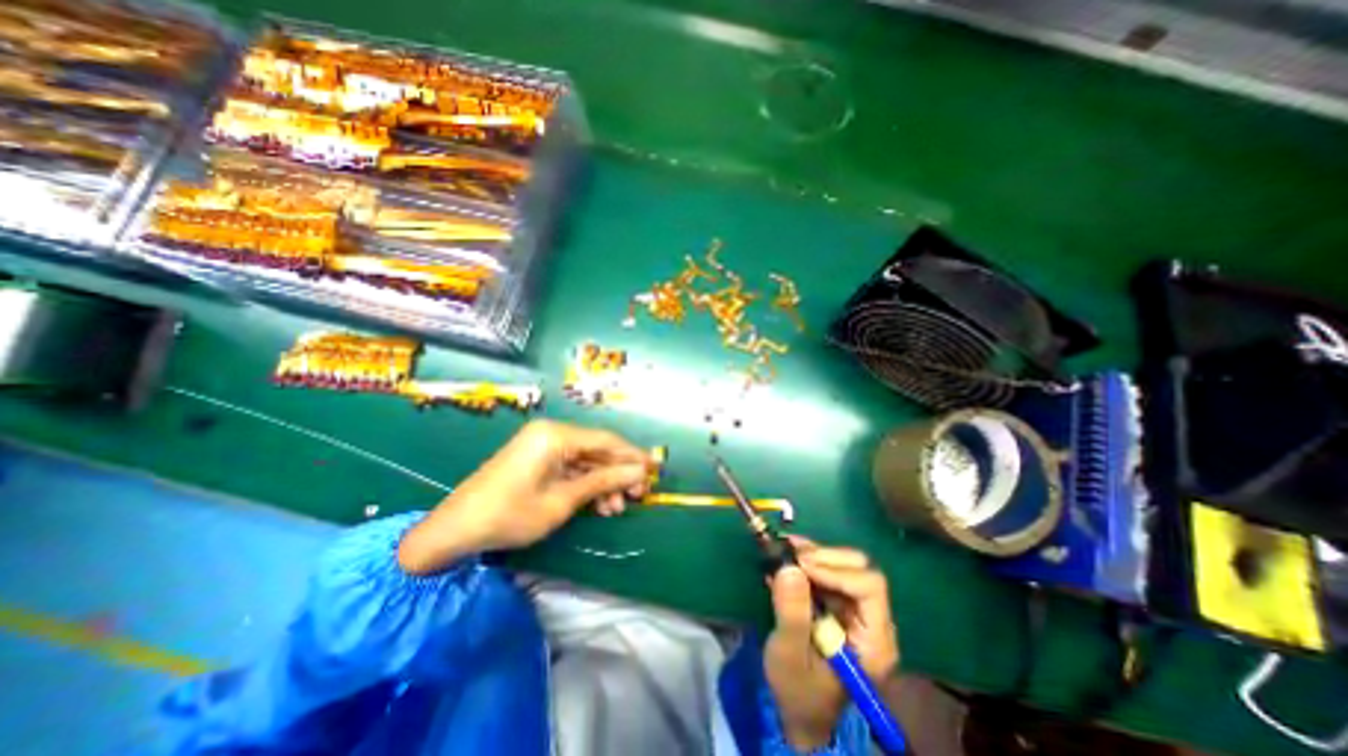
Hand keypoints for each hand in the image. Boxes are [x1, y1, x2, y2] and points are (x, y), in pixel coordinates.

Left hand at [398, 418, 654, 573]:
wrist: (455, 530)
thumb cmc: (510, 515)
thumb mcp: (562, 500)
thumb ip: (603, 481)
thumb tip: (639, 472)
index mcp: (556, 436)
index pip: (606, 441)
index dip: (633, 456)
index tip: (655, 469)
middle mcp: (552, 433)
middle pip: (598, 450)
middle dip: (619, 473)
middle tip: (639, 495)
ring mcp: (543, 445)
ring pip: (586, 461)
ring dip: (604, 483)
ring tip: (617, 508)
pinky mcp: (538, 458)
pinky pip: (571, 467)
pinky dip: (586, 485)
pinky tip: (599, 505)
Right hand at [763, 538, 896, 749]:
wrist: (798, 709)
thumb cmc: (797, 690)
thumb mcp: (789, 656)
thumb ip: (792, 614)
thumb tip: (789, 567)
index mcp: (873, 641)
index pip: (869, 588)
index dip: (836, 570)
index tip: (801, 566)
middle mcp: (872, 621)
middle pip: (860, 569)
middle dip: (824, 557)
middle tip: (791, 555)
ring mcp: (857, 610)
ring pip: (844, 564)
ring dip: (813, 554)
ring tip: (784, 550)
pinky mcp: (840, 604)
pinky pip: (829, 570)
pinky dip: (808, 559)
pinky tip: (786, 557)